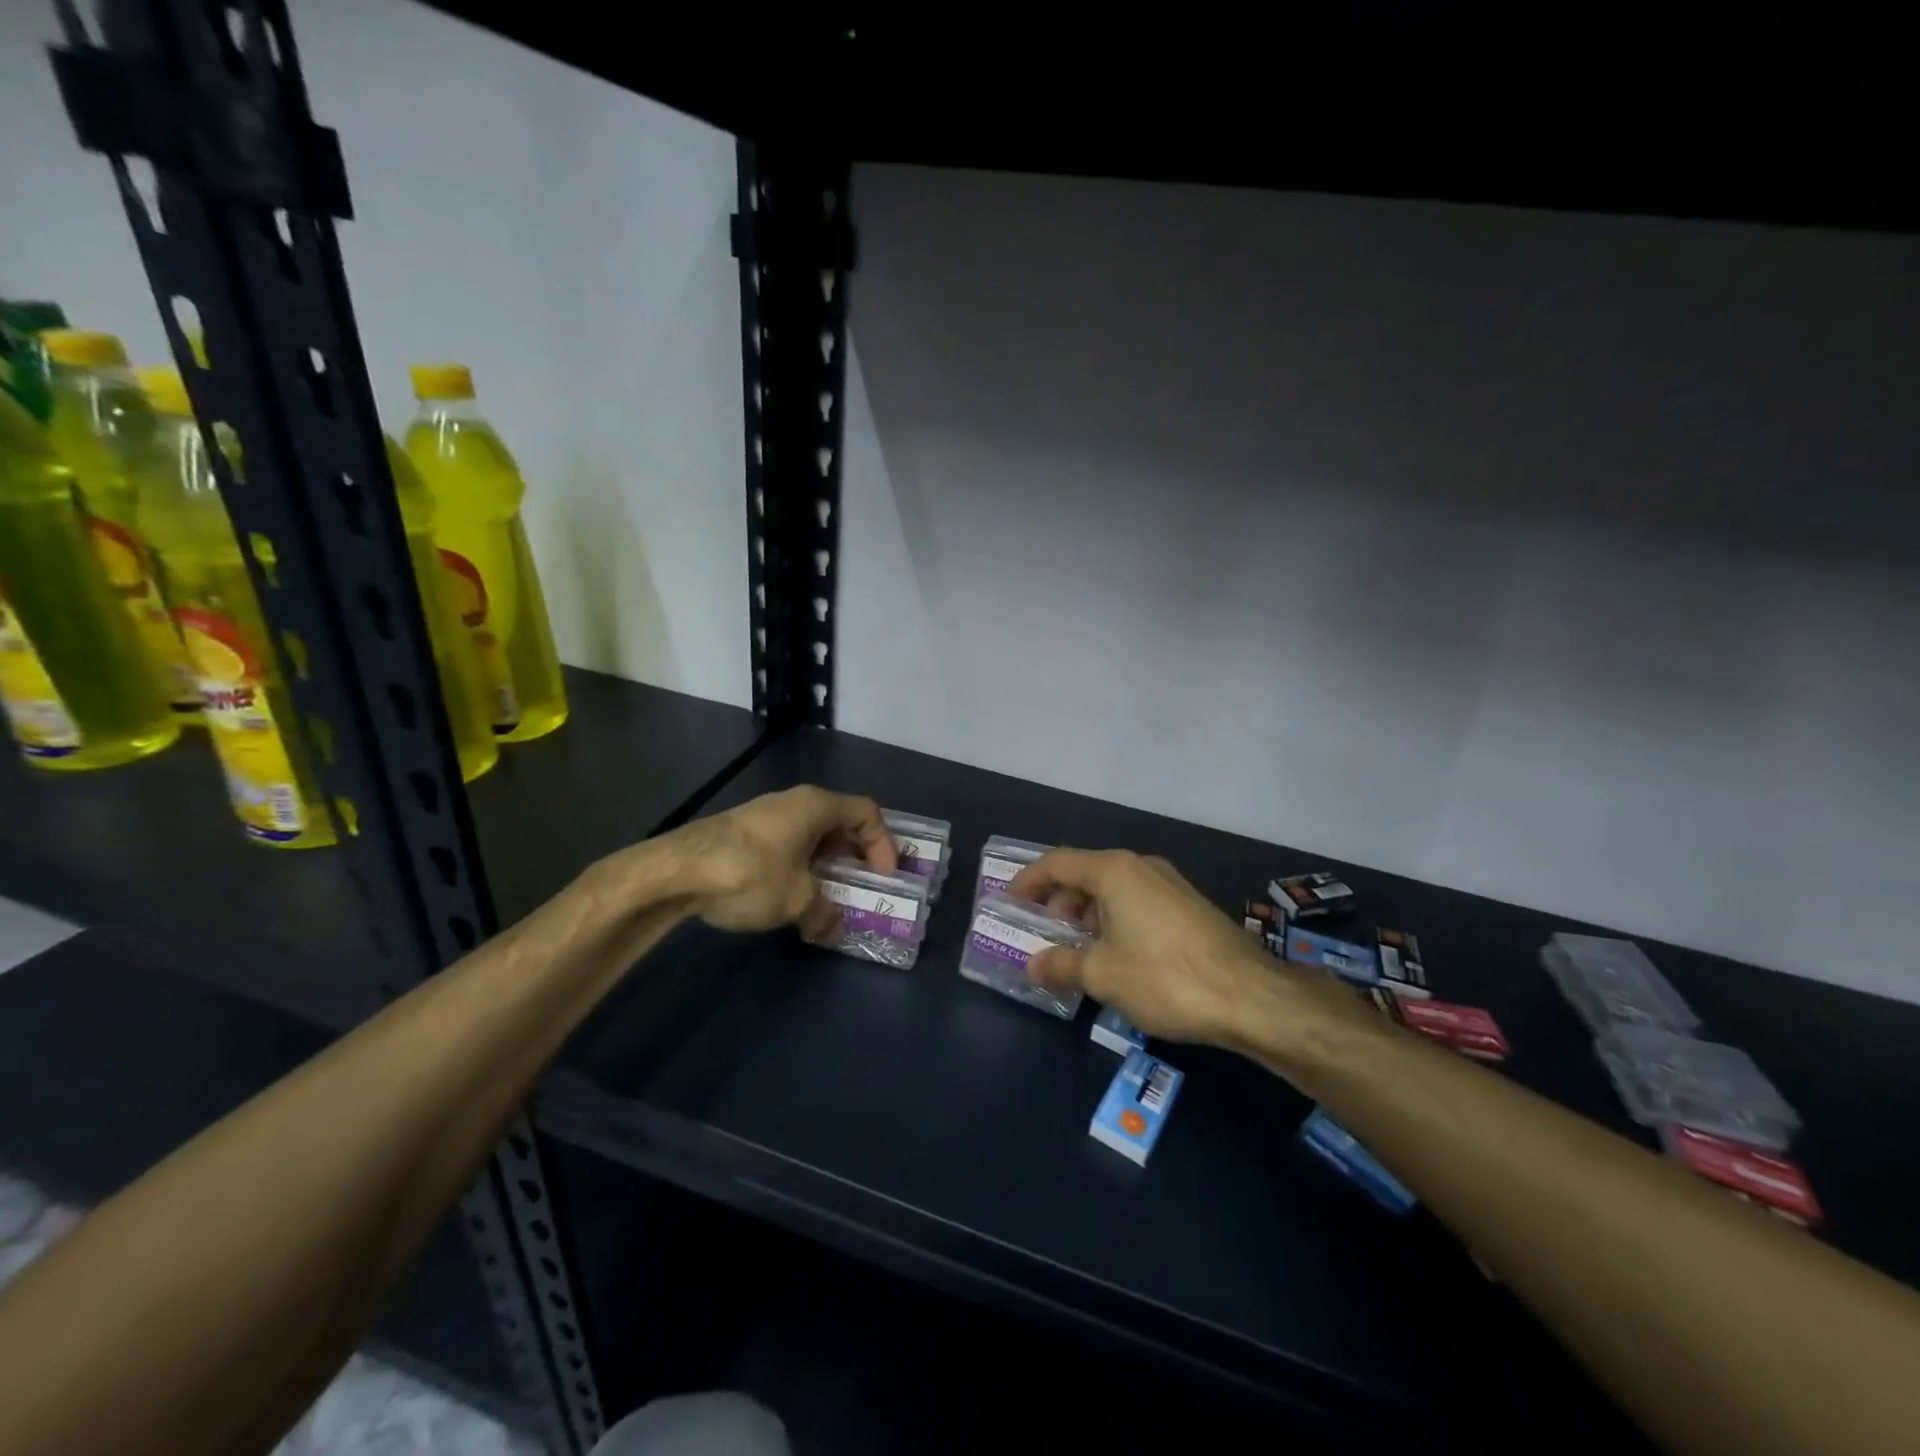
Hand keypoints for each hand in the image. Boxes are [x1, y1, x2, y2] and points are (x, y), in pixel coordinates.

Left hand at [671, 786, 896, 937]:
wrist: (674, 872)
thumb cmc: (749, 873)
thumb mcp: (796, 900)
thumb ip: (824, 914)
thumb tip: (833, 929)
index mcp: (816, 805)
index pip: (867, 813)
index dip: (883, 844)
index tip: (883, 878)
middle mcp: (794, 802)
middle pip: (840, 823)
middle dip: (855, 857)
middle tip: (861, 889)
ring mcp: (766, 816)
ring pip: (812, 837)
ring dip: (826, 867)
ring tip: (827, 899)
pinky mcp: (743, 833)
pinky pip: (787, 845)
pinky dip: (800, 867)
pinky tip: (790, 897)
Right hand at [1007, 849, 1285, 1046]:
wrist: (1252, 997)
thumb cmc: (1165, 977)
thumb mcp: (1103, 975)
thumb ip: (1061, 965)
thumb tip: (1032, 965)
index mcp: (1114, 870)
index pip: (1057, 863)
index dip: (1028, 881)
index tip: (1008, 903)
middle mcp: (1141, 866)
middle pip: (1085, 874)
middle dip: (1058, 903)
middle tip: (1043, 936)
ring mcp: (1169, 884)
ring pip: (1113, 891)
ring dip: (1087, 917)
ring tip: (1077, 953)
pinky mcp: (1188, 907)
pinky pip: (1136, 904)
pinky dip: (1114, 922)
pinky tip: (1116, 958)